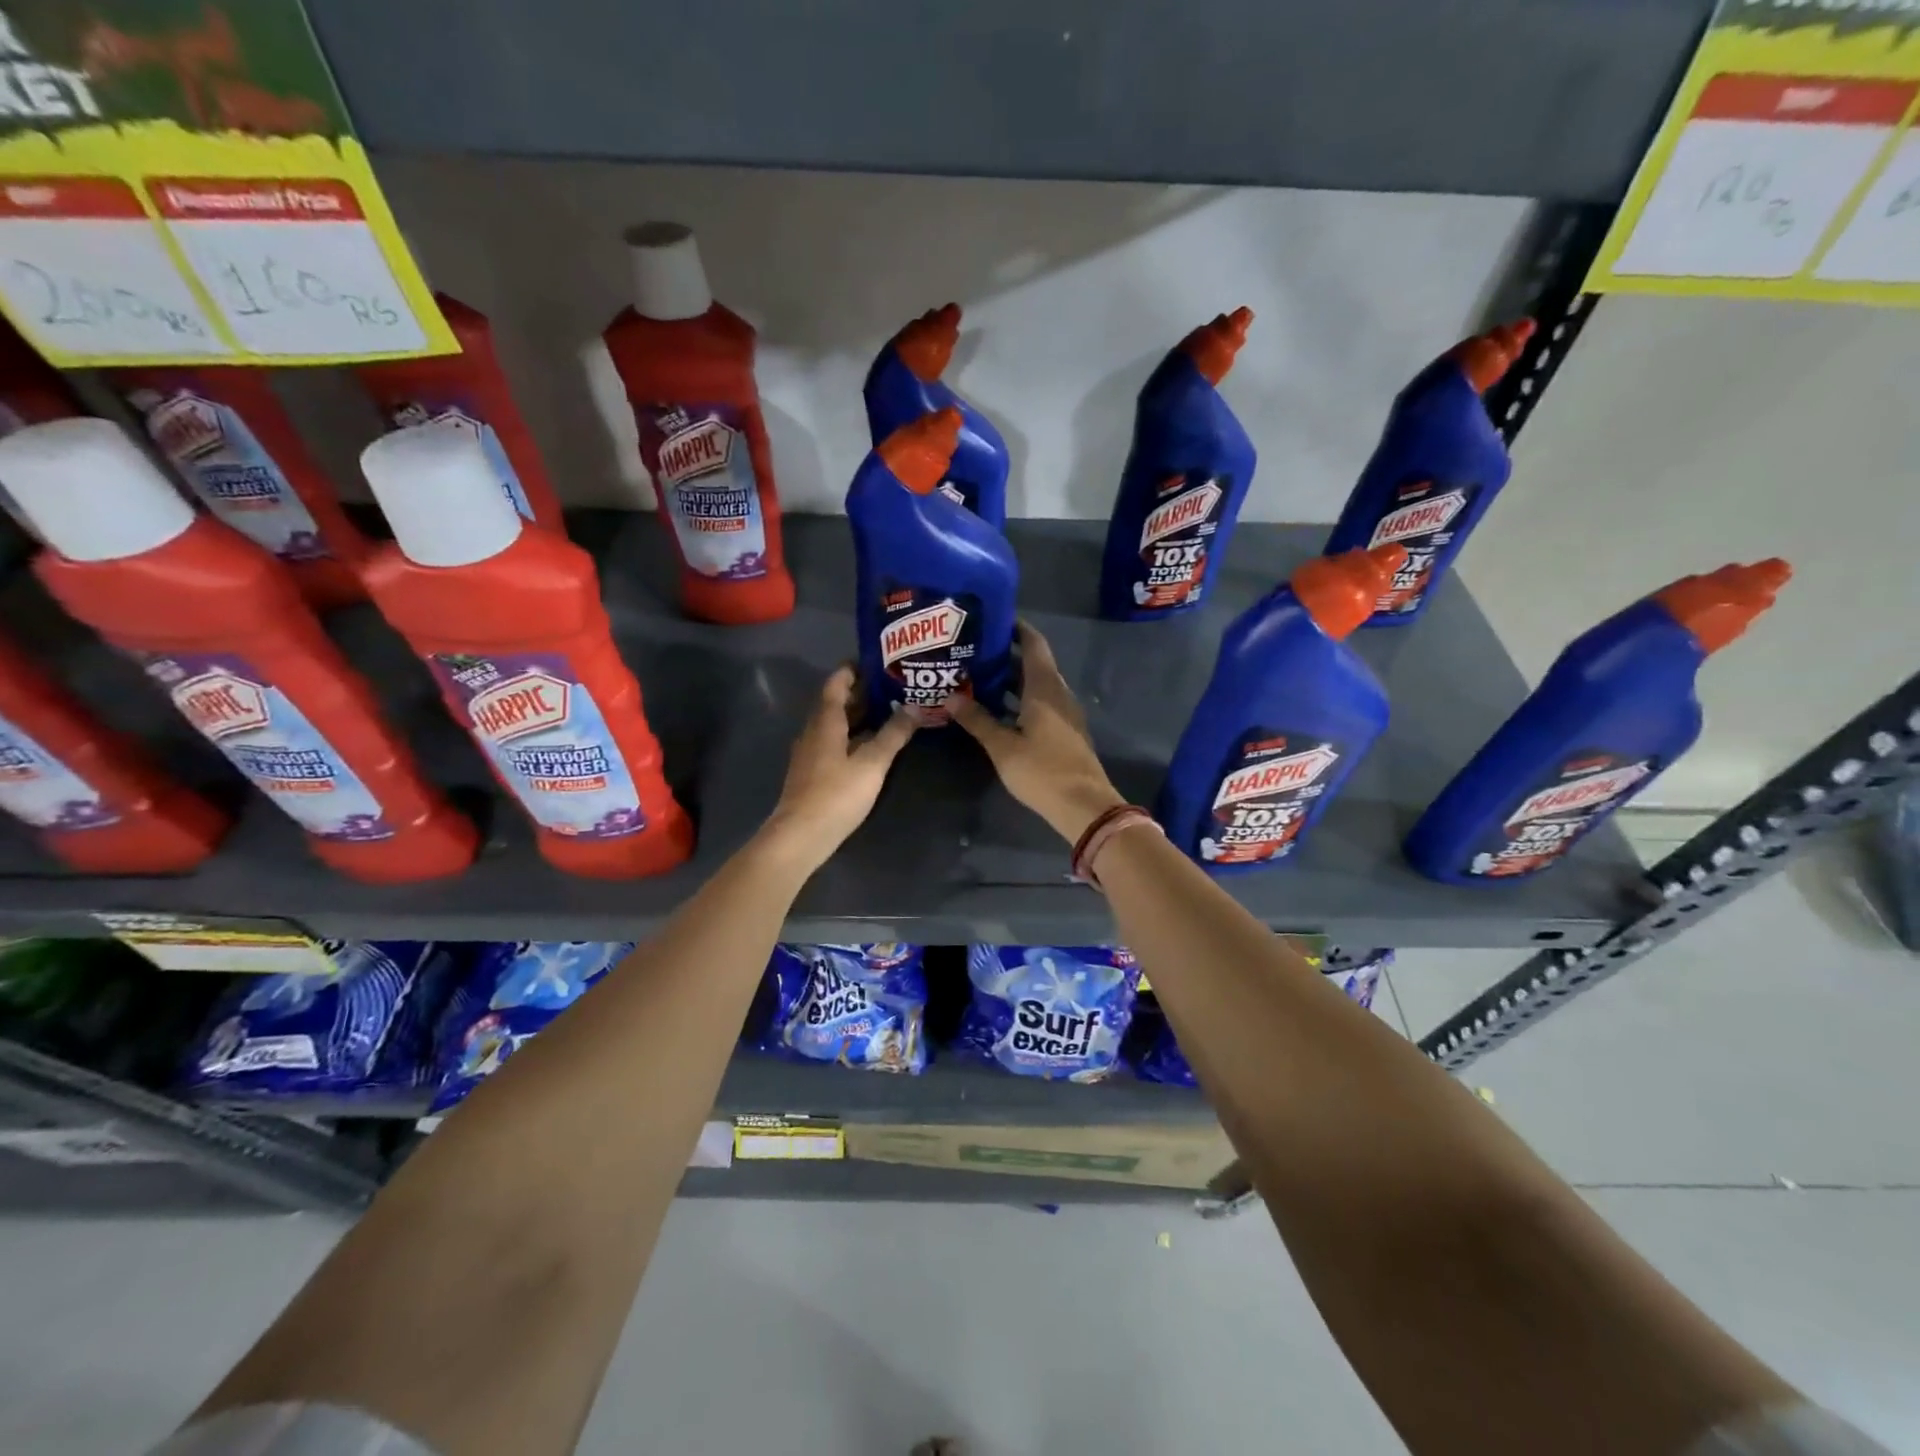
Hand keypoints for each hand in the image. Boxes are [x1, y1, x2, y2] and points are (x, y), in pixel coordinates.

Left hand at [761, 665, 916, 869]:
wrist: (801, 835)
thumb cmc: (836, 794)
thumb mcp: (872, 763)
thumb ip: (893, 734)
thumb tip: (914, 706)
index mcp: (825, 722)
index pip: (836, 683)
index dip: (853, 670)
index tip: (876, 661)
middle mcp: (814, 731)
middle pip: (836, 702)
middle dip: (861, 692)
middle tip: (892, 684)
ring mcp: (811, 753)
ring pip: (835, 724)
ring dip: (858, 714)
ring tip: (888, 709)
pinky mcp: (813, 772)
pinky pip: (834, 741)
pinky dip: (853, 734)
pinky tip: (871, 743)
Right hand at [948, 621, 1126, 842]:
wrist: (1084, 806)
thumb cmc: (1043, 771)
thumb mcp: (1002, 746)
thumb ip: (977, 720)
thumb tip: (949, 696)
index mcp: (1045, 688)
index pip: (1033, 644)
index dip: (1016, 628)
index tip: (992, 619)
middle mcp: (1058, 694)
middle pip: (1033, 664)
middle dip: (1006, 654)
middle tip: (973, 650)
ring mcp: (1064, 713)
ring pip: (1036, 686)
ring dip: (1011, 680)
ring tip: (978, 677)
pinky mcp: (1065, 732)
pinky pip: (1041, 704)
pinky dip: (1019, 699)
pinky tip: (997, 709)